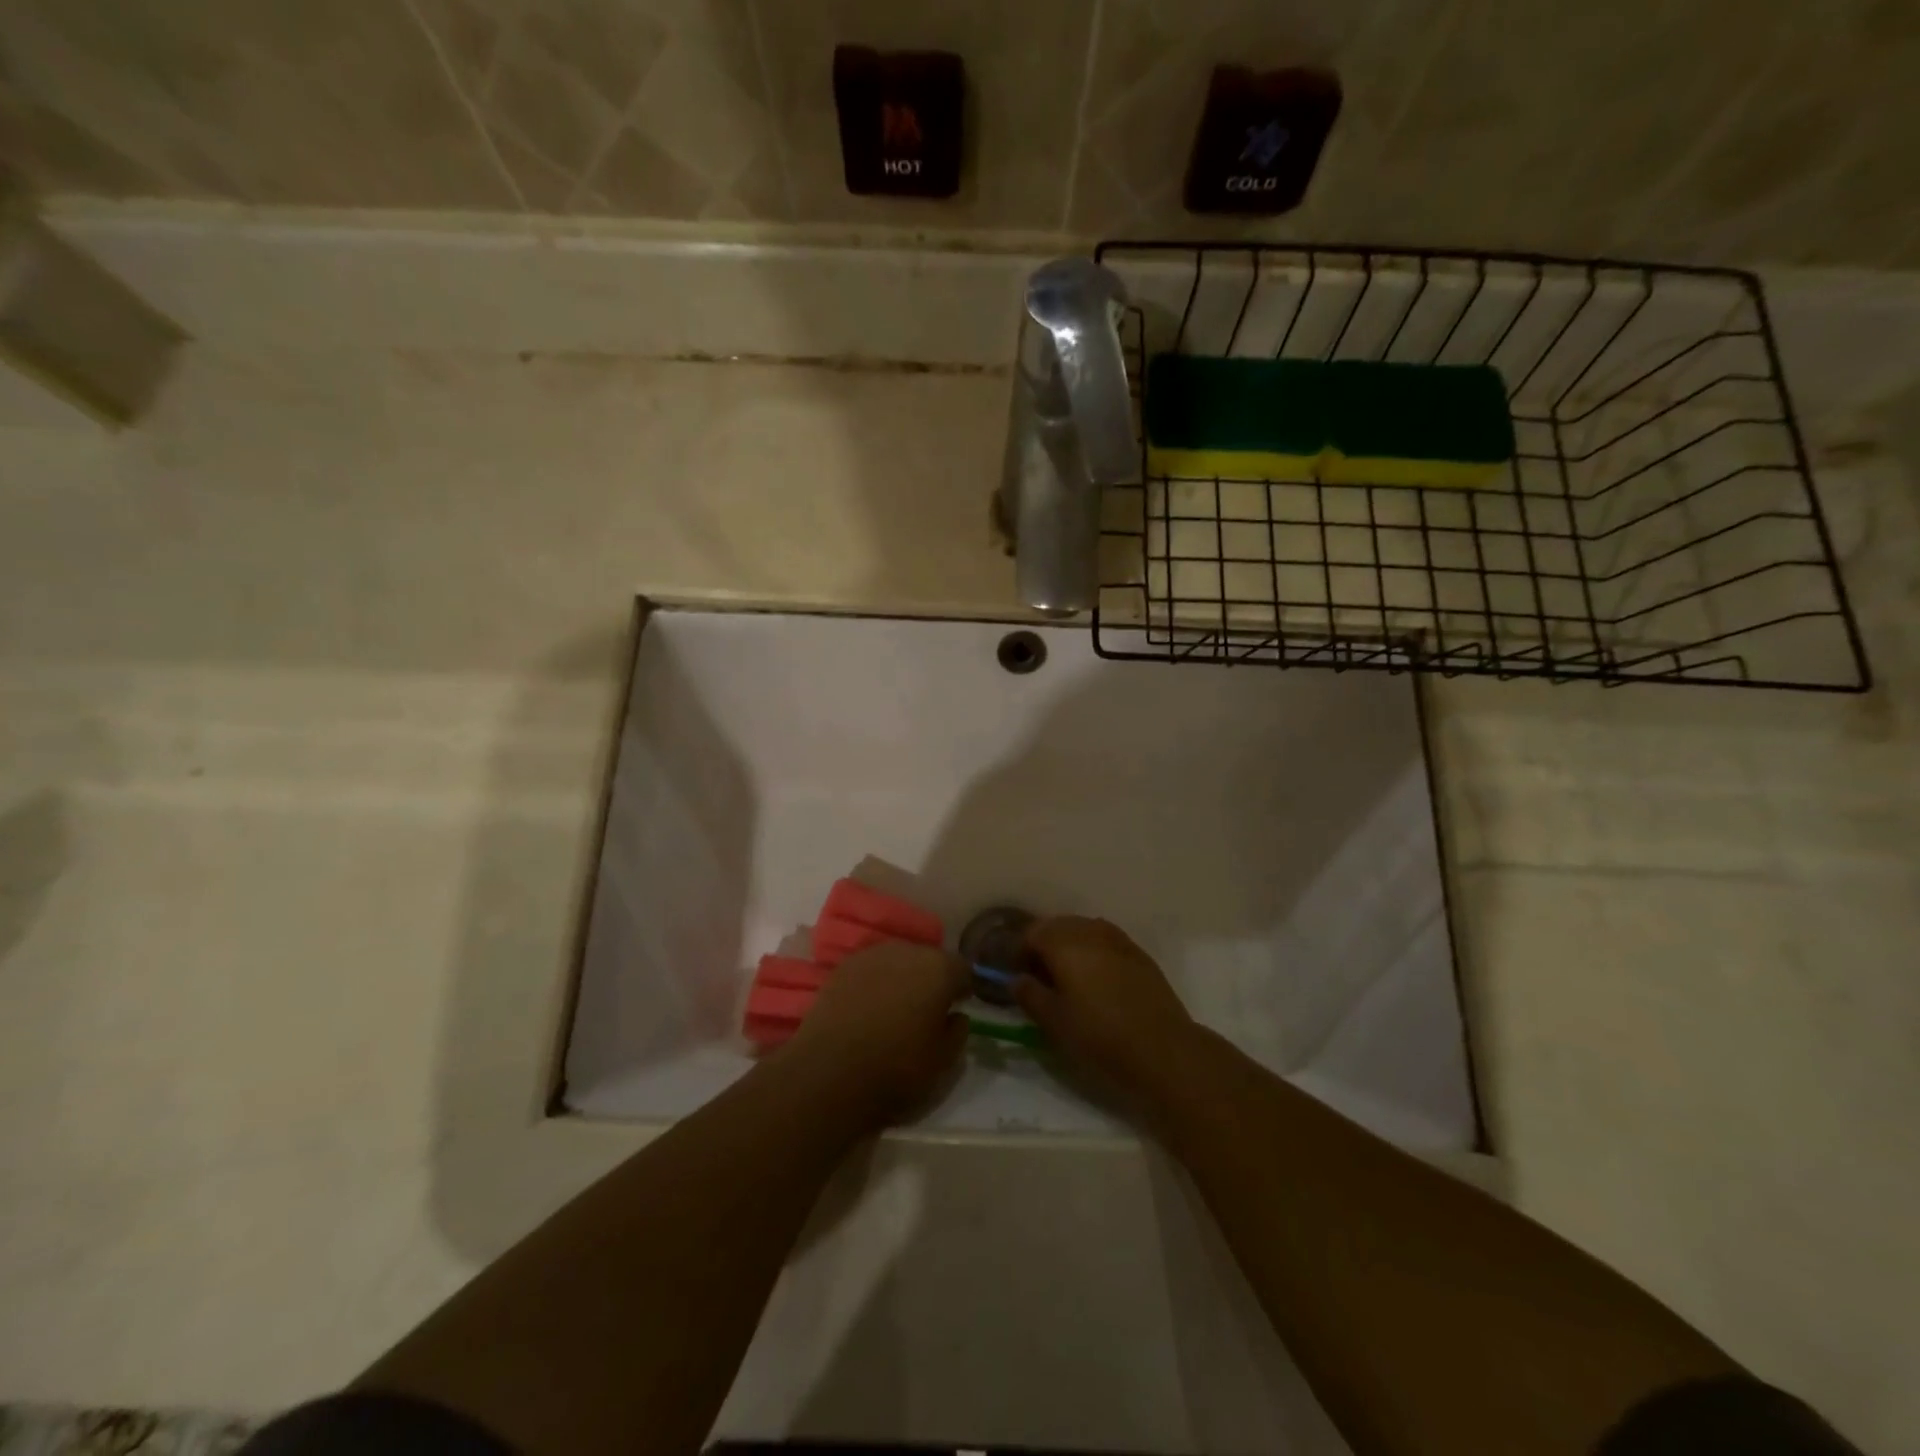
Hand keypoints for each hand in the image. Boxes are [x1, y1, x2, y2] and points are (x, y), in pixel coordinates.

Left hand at [781, 942, 970, 1127]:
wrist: (830, 1072)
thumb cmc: (896, 1068)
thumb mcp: (943, 1061)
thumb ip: (958, 1031)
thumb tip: (955, 1015)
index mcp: (939, 969)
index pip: (963, 968)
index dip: (963, 987)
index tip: (958, 1006)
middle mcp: (907, 951)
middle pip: (929, 959)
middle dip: (931, 979)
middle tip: (926, 1008)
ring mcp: (872, 955)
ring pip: (898, 961)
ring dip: (902, 978)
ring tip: (895, 1007)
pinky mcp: (843, 967)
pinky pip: (871, 969)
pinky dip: (875, 983)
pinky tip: (868, 1008)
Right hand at [1016, 916, 1204, 1106]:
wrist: (1163, 1048)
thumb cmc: (1100, 1035)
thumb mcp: (1054, 1021)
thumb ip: (1029, 994)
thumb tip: (1016, 979)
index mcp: (1064, 942)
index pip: (1030, 933)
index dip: (1018, 951)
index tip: (1014, 972)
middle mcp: (1090, 930)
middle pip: (1057, 926)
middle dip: (1042, 944)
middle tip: (1036, 973)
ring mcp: (1118, 939)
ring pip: (1083, 930)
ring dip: (1068, 944)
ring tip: (1065, 975)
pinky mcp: (1138, 953)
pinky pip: (1105, 940)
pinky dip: (1092, 950)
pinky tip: (1094, 976)